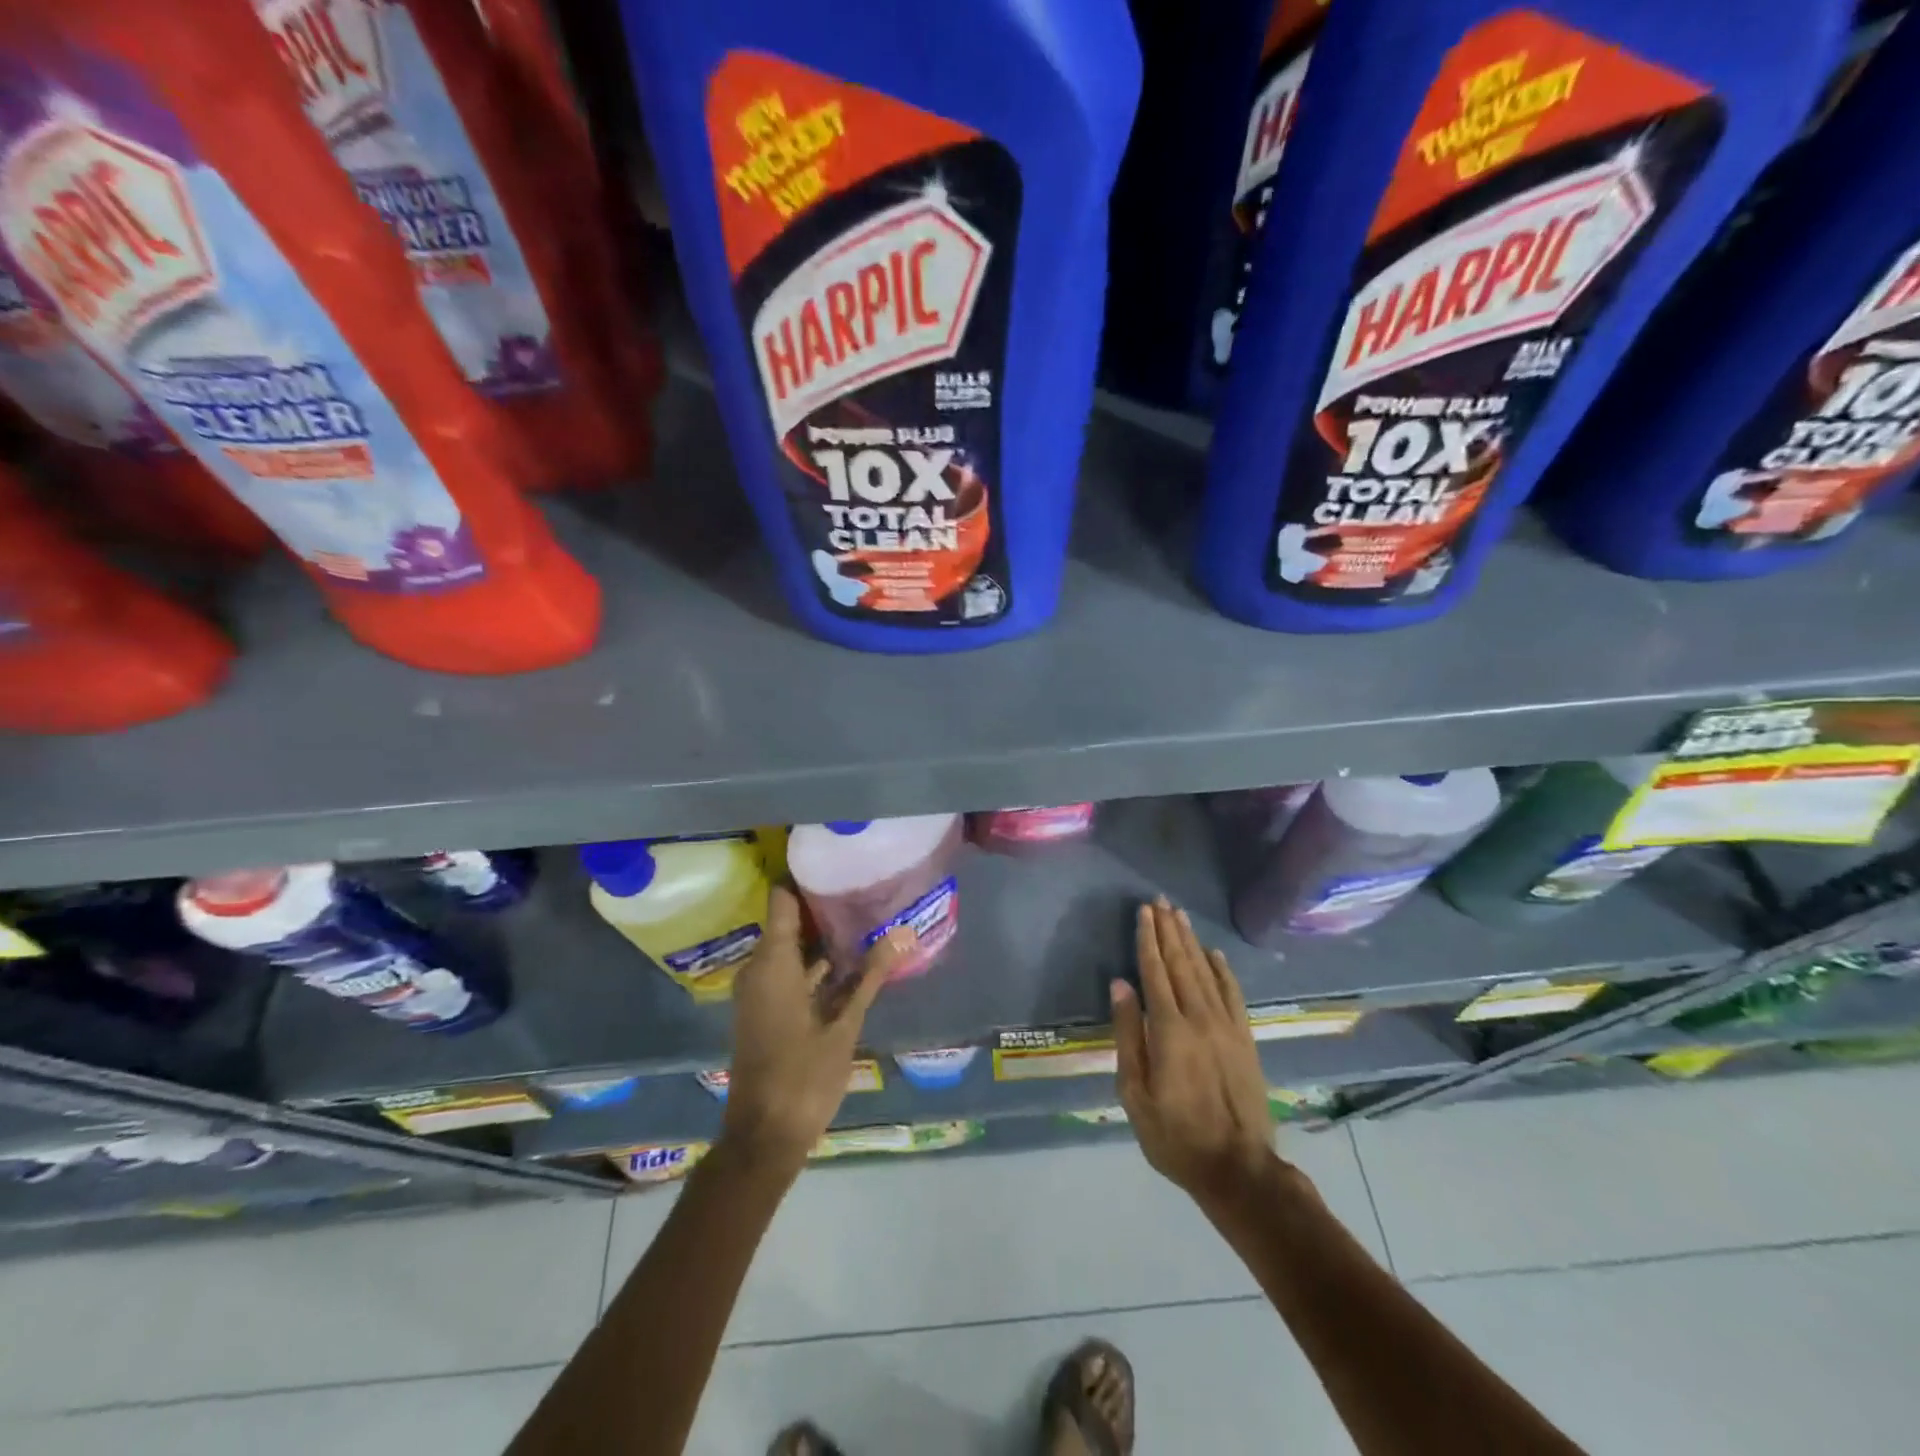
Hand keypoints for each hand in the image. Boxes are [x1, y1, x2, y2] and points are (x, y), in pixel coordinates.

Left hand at [721, 886, 910, 1174]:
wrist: (763, 1137)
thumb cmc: (803, 1077)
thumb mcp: (844, 1025)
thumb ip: (870, 976)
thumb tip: (902, 933)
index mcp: (773, 963)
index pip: (782, 899)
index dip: (805, 876)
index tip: (838, 861)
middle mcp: (761, 969)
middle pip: (790, 920)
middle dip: (825, 905)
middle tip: (866, 886)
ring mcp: (762, 991)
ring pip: (793, 948)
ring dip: (824, 936)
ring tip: (866, 915)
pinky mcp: (768, 1009)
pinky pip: (791, 971)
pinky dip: (816, 963)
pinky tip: (851, 961)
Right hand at [1113, 899, 1277, 1205]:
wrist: (1238, 1169)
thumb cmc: (1175, 1135)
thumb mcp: (1134, 1092)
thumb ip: (1127, 1035)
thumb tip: (1120, 985)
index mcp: (1168, 1030)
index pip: (1154, 972)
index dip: (1147, 940)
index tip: (1143, 912)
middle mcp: (1199, 1018)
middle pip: (1180, 964)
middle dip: (1168, 930)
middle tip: (1160, 901)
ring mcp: (1227, 1027)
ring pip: (1205, 972)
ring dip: (1191, 942)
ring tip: (1180, 915)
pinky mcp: (1245, 1039)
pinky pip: (1233, 994)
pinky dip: (1223, 970)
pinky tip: (1214, 953)